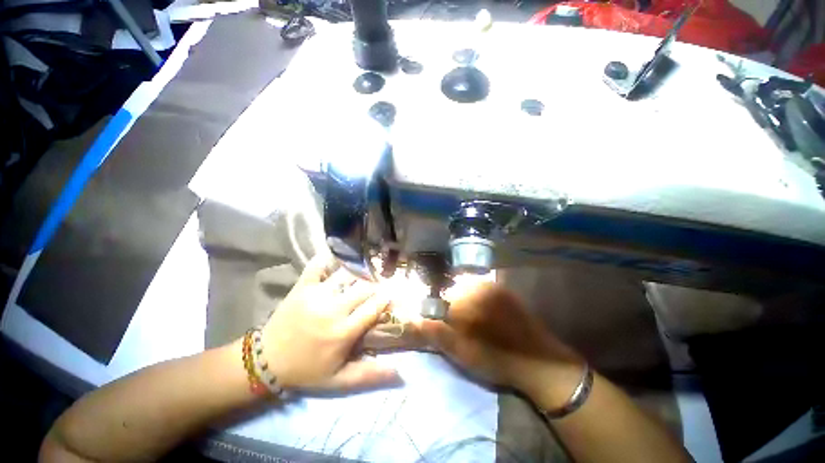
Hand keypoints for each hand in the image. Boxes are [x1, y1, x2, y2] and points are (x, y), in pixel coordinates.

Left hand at [260, 255, 400, 391]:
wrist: (266, 362)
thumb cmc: (306, 371)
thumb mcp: (338, 380)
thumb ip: (369, 375)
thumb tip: (400, 373)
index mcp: (344, 332)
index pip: (374, 307)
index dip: (385, 297)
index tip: (390, 293)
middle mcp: (333, 309)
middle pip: (364, 287)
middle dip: (375, 285)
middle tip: (377, 285)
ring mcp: (316, 295)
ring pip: (346, 274)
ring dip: (357, 273)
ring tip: (362, 273)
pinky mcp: (301, 287)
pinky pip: (317, 266)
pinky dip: (327, 260)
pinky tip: (335, 258)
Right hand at [414, 282, 582, 402]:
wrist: (540, 362)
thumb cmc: (497, 359)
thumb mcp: (462, 353)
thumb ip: (437, 334)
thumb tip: (414, 319)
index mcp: (466, 300)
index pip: (439, 299)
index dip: (437, 313)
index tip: (441, 325)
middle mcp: (478, 286)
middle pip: (452, 291)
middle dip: (450, 306)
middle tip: (458, 325)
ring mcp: (493, 286)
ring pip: (466, 288)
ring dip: (463, 301)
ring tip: (471, 321)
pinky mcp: (504, 290)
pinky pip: (481, 287)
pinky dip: (476, 297)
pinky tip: (483, 313)